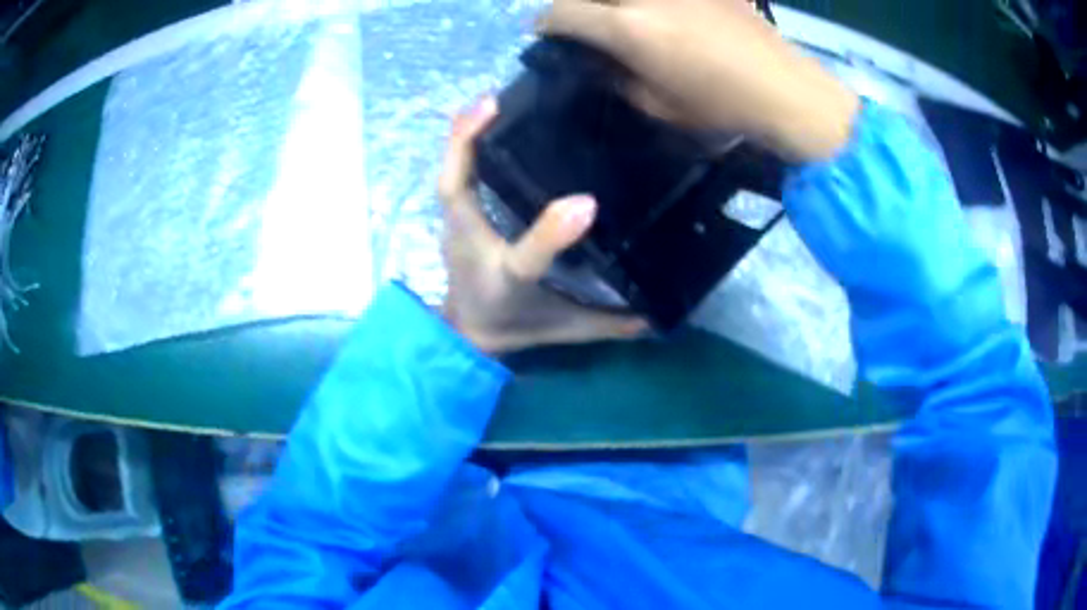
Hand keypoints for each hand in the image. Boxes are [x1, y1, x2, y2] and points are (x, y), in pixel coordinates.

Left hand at [438, 97, 647, 353]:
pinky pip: (452, 177)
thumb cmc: (513, 324)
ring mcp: (457, 229)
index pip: (525, 260)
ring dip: (460, 137)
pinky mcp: (456, 218)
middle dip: (465, 148)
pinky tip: (477, 117)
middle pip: (455, 195)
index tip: (587, 205)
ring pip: (448, 178)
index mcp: (505, 280)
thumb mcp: (564, 327)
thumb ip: (608, 323)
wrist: (468, 333)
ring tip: (487, 101)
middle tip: (494, 103)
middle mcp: (473, 249)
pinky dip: (459, 145)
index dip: (550, 234)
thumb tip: (656, 317)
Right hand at [539, 0, 859, 161]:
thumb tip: (598, 59)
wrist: (784, 89)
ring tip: (621, 18)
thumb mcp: (659, 105)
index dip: (544, 23)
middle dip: (573, 4)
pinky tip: (659, 14)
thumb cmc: (721, 106)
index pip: (562, 13)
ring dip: (612, 4)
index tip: (544, 32)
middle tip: (579, 19)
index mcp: (628, 28)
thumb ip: (618, 78)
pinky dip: (652, 5)